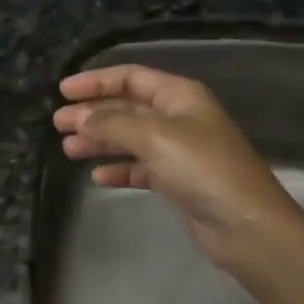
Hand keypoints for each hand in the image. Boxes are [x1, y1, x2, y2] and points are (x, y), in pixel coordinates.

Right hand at [53, 64, 300, 275]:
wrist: (246, 226)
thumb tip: (80, 116)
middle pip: (128, 108)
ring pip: (131, 138)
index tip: (63, 92)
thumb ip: (112, 122)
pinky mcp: (178, 182)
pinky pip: (140, 168)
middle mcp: (180, 118)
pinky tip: (97, 178)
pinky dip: (119, 170)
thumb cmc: (202, 169)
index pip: (132, 77)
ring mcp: (180, 151)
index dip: (96, 81)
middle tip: (58, 124)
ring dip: (100, 141)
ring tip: (68, 149)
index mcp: (180, 96)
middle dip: (93, 113)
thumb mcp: (154, 137)